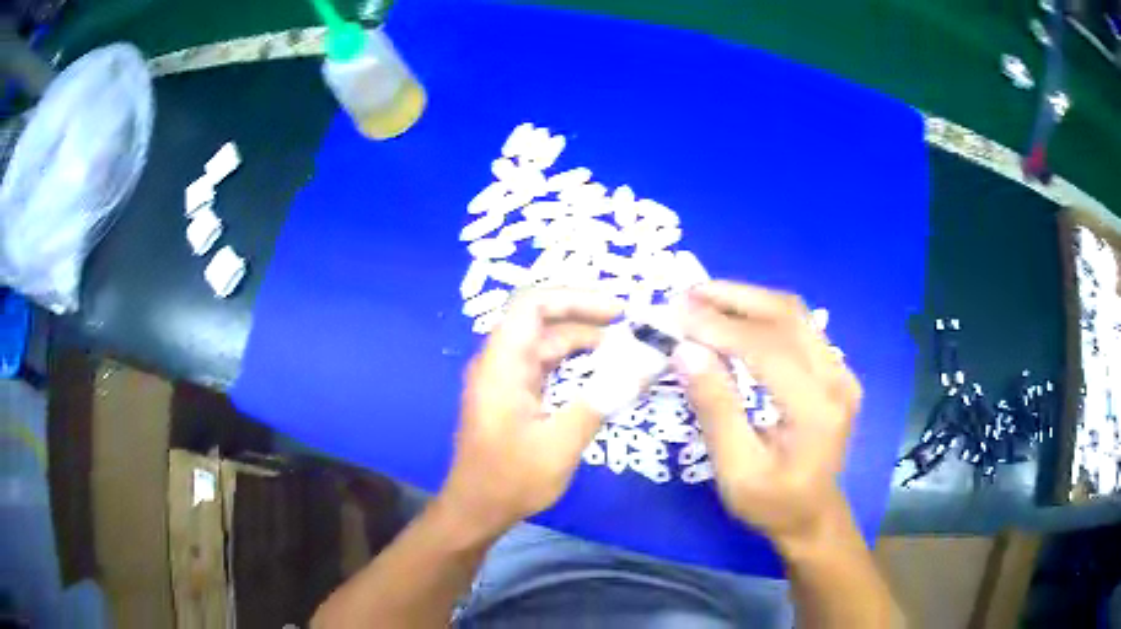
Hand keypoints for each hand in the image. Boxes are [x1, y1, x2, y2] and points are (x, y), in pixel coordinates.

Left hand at [436, 288, 623, 540]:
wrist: (476, 509)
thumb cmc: (512, 478)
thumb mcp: (562, 442)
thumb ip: (604, 398)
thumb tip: (647, 361)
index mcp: (502, 364)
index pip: (533, 305)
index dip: (575, 299)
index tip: (617, 311)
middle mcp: (499, 362)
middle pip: (541, 320)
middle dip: (586, 318)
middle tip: (630, 328)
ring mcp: (504, 378)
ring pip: (545, 343)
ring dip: (583, 341)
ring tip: (625, 349)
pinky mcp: (511, 395)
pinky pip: (544, 366)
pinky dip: (573, 364)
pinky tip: (601, 373)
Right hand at [672, 281, 861, 547]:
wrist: (813, 515)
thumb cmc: (772, 503)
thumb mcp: (736, 470)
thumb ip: (716, 409)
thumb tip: (686, 351)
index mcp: (817, 410)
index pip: (768, 349)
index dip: (720, 326)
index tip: (677, 313)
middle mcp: (837, 380)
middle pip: (788, 316)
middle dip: (734, 298)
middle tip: (687, 295)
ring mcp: (841, 371)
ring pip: (795, 314)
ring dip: (748, 300)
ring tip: (704, 300)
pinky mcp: (836, 370)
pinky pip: (799, 328)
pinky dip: (763, 315)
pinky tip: (734, 318)